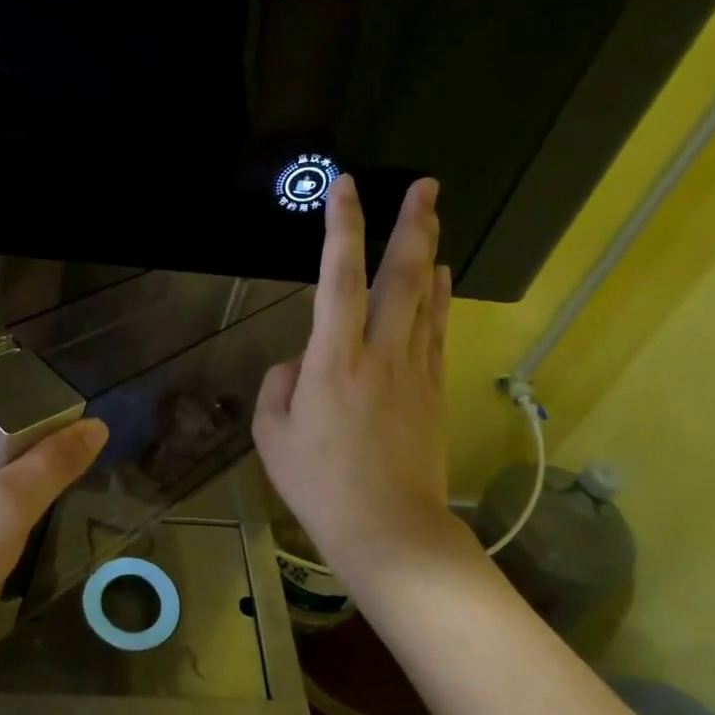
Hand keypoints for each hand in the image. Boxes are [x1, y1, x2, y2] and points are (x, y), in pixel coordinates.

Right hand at [253, 176, 485, 599]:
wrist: (389, 530)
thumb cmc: (319, 485)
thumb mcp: (271, 435)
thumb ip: (278, 386)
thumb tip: (299, 364)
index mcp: (333, 360)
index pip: (337, 277)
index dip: (342, 228)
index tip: (345, 188)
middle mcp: (380, 352)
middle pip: (401, 275)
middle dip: (412, 224)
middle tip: (425, 184)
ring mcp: (415, 369)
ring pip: (427, 297)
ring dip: (430, 251)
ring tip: (432, 216)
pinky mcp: (433, 389)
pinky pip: (438, 329)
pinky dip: (441, 297)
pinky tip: (443, 278)